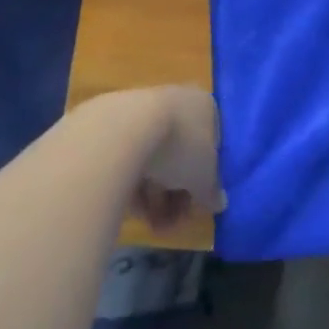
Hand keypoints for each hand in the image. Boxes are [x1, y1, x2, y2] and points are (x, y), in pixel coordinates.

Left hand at [90, 86, 221, 229]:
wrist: (122, 129)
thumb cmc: (180, 145)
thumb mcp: (204, 176)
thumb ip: (212, 191)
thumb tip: (218, 203)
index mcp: (205, 106)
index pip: (210, 148)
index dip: (203, 182)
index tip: (194, 208)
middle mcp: (176, 102)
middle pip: (179, 156)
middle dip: (175, 196)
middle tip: (170, 226)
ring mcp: (142, 111)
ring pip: (152, 159)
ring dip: (154, 197)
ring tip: (149, 226)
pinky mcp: (110, 125)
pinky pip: (127, 158)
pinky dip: (131, 183)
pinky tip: (129, 208)